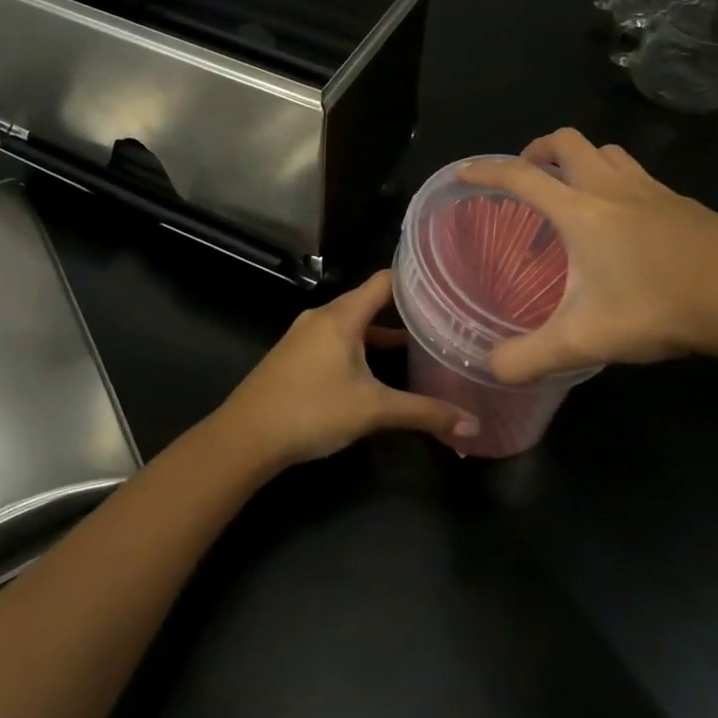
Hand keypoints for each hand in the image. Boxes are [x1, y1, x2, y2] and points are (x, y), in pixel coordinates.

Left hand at [217, 271, 480, 468]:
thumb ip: (423, 413)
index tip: (446, 286)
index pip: (385, 280)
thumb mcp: (373, 411)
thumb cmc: (312, 411)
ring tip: (418, 345)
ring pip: (352, 323)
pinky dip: (361, 346)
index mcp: (342, 315)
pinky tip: (376, 370)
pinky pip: (336, 338)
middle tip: (441, 319)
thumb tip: (472, 425)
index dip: (415, 280)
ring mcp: (305, 334)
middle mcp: (323, 315)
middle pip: (370, 301)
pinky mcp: (295, 354)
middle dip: (404, 310)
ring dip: (381, 332)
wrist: (245, 436)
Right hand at [460, 129, 717, 384]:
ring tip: (573, 191)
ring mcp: (651, 190)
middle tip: (528, 178)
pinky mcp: (682, 202)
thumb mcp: (585, 340)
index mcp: (580, 210)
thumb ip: (531, 356)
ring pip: (607, 151)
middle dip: (538, 151)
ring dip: (582, 159)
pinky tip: (626, 220)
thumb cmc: (659, 306)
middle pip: (567, 141)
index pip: (521, 176)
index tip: (465, 171)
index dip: (488, 170)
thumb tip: (491, 368)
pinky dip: (618, 180)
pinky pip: (638, 174)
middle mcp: (611, 187)